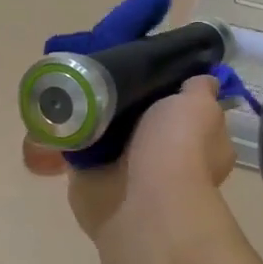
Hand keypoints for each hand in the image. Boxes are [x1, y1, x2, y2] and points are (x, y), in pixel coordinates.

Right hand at [27, 76, 235, 239]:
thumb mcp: (199, 105)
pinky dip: (69, 136)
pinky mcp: (93, 179)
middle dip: (127, 101)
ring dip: (95, 118)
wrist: (141, 199)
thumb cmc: (178, 148)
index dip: (173, 90)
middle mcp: (166, 159)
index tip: (151, 64)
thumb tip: (202, 80)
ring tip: (78, 85)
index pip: (189, 111)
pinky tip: (60, 111)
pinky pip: (79, 151)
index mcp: (202, 144)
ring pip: (109, 136)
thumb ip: (199, 89)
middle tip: (108, 70)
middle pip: (144, 120)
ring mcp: (129, 172)